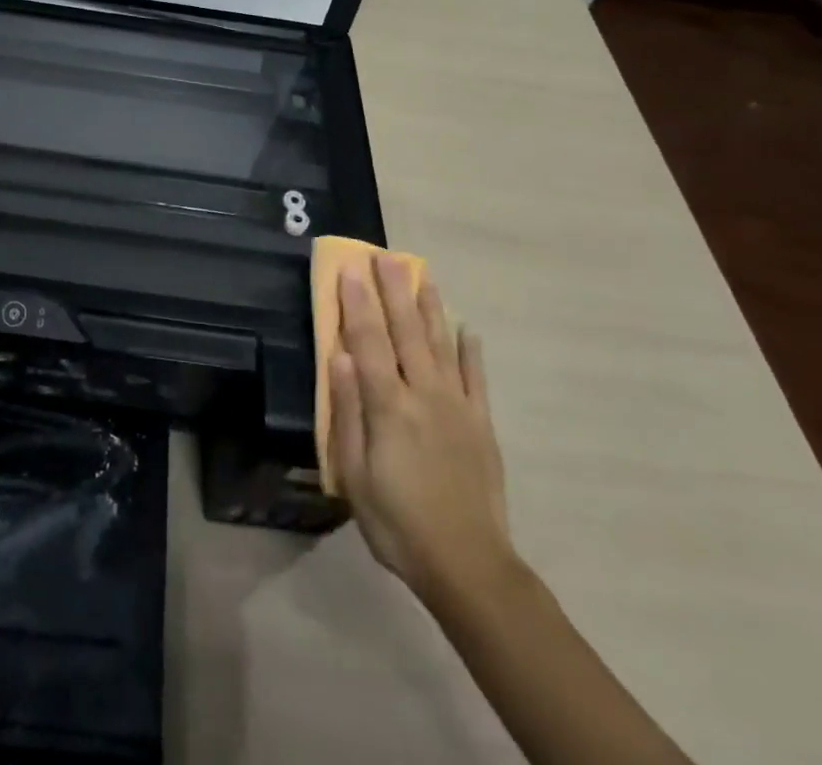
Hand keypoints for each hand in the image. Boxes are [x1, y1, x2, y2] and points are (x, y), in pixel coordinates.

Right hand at [329, 253, 514, 609]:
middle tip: (385, 255)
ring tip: (422, 274)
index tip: (350, 268)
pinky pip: (477, 379)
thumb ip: (348, 412)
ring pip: (442, 344)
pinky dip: (471, 351)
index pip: (369, 341)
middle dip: (393, 290)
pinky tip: (467, 329)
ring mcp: (457, 407)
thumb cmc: (397, 522)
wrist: (469, 566)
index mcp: (389, 406)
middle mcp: (424, 395)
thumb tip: (340, 357)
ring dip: (430, 307)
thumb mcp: (355, 475)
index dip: (357, 302)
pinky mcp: (482, 425)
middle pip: (406, 332)